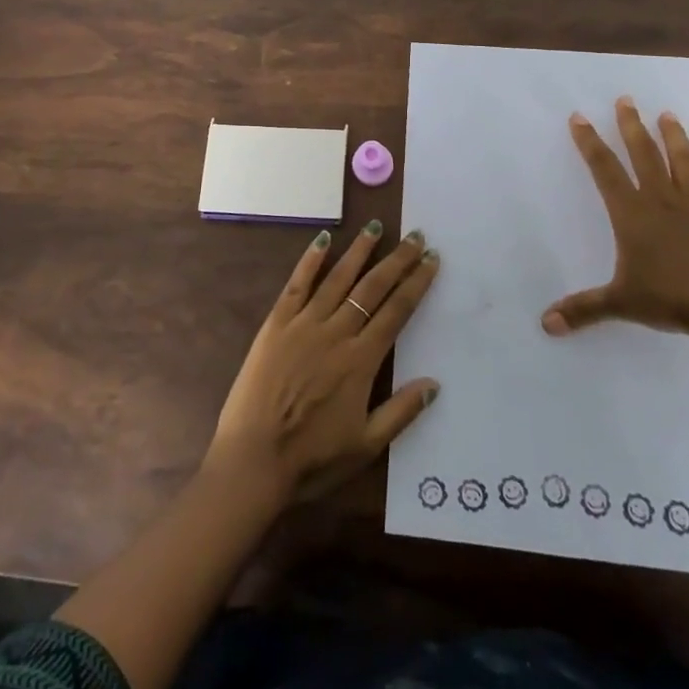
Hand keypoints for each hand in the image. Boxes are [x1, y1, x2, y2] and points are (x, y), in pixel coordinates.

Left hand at [206, 220, 441, 503]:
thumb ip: (401, 412)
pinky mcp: (276, 324)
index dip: (416, 283)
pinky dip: (310, 260)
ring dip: (359, 251)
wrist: (254, 461)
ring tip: (375, 227)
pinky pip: (296, 284)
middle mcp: (336, 333)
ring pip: (337, 278)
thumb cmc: (312, 458)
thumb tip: (435, 384)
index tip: (431, 259)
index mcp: (361, 361)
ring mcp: (304, 324)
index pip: (396, 312)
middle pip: (372, 288)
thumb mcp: (366, 445)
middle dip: (397, 260)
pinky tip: (322, 239)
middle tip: (415, 235)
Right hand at [542, 98, 688, 341]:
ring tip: (668, 115)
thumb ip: (584, 309)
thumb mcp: (621, 303)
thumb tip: (545, 324)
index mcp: (633, 215)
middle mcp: (663, 202)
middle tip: (626, 100)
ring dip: (675, 139)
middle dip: (632, 127)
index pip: (605, 171)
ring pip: (684, 165)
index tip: (580, 118)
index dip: (590, 144)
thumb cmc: (672, 299)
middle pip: (645, 156)